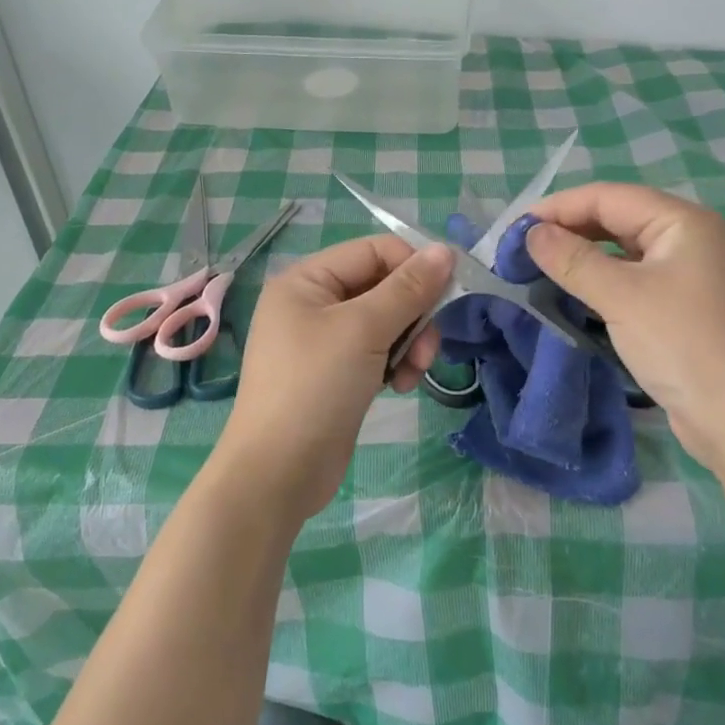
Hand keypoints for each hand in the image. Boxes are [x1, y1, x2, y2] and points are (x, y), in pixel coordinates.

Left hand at [214, 236, 453, 520]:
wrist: (278, 474)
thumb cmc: (315, 387)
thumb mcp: (364, 330)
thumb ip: (408, 288)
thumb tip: (446, 250)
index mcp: (306, 280)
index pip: (373, 251)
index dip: (412, 267)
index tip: (445, 295)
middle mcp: (312, 303)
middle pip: (382, 287)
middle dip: (413, 314)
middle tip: (428, 347)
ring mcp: (323, 341)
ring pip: (385, 322)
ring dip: (409, 342)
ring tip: (414, 372)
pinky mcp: (336, 373)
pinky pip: (376, 351)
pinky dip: (394, 363)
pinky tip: (400, 386)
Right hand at [525, 182, 724, 476]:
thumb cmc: (684, 346)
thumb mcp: (622, 297)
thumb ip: (573, 260)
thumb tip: (530, 233)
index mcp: (683, 222)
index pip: (609, 197)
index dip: (558, 207)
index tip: (513, 229)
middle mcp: (691, 239)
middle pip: (618, 220)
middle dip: (569, 230)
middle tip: (521, 251)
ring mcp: (692, 276)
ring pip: (625, 252)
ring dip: (583, 258)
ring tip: (539, 270)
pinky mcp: (686, 309)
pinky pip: (635, 281)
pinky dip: (603, 283)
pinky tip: (575, 295)